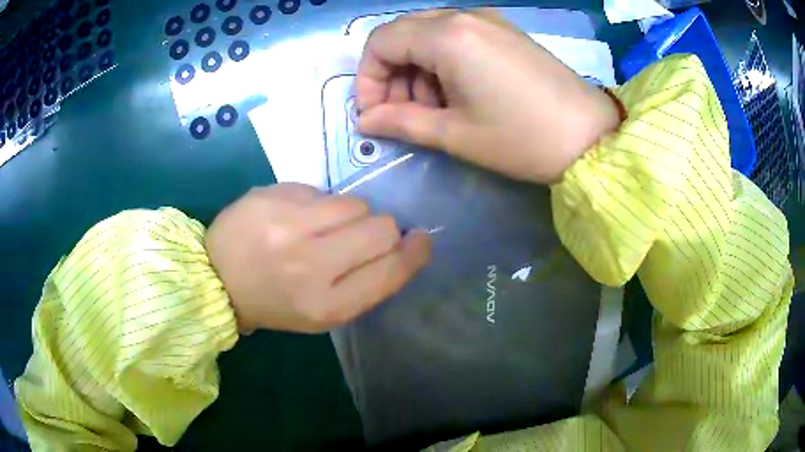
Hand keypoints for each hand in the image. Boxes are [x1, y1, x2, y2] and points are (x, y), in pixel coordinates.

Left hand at [205, 183, 430, 333]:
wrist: (215, 278)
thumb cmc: (274, 302)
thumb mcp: (322, 313)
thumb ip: (365, 284)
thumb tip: (401, 245)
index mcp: (325, 305)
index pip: (391, 271)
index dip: (415, 253)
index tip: (420, 240)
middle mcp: (311, 264)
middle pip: (382, 229)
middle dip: (383, 231)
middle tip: (360, 237)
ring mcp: (289, 224)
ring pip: (356, 203)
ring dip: (351, 215)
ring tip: (323, 227)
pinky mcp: (273, 195)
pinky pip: (323, 191)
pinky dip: (320, 204)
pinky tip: (296, 217)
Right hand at [356, 9, 620, 183]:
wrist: (591, 137)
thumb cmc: (522, 138)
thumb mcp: (455, 134)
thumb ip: (401, 122)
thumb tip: (365, 121)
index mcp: (448, 36)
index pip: (381, 42)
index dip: (367, 79)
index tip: (373, 113)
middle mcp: (464, 16)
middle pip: (403, 34)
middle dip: (391, 74)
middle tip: (402, 114)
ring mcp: (488, 21)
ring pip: (428, 35)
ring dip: (417, 70)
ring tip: (434, 110)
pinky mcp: (504, 32)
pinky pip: (456, 37)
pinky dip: (442, 62)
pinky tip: (458, 93)